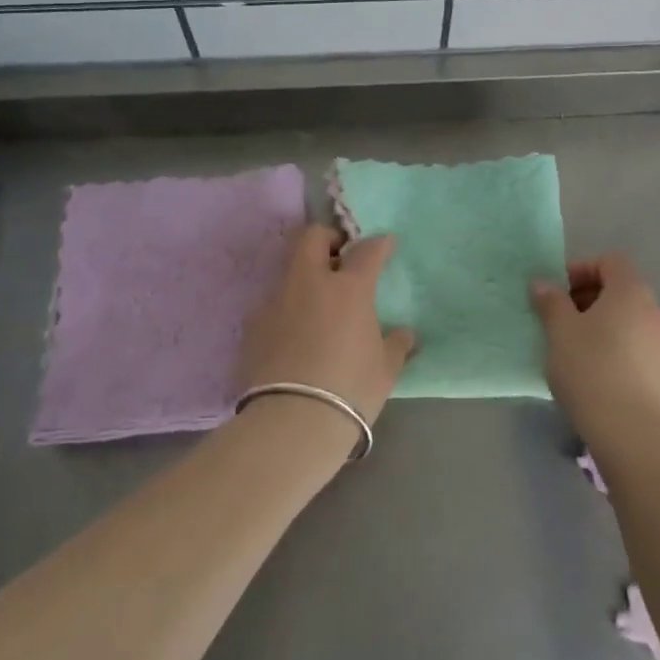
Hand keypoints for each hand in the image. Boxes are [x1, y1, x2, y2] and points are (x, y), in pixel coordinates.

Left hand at [241, 225, 416, 436]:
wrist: (291, 422)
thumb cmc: (350, 390)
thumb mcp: (385, 370)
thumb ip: (396, 345)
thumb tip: (406, 334)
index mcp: (348, 288)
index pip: (367, 250)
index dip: (379, 244)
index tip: (386, 244)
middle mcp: (310, 283)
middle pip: (313, 237)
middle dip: (329, 238)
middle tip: (340, 256)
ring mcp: (277, 300)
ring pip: (290, 269)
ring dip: (306, 275)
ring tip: (317, 302)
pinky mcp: (253, 324)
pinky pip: (274, 303)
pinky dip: (288, 308)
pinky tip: (295, 334)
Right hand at [531, 254, 659, 450]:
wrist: (632, 432)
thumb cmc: (591, 368)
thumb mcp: (560, 330)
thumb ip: (551, 301)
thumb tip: (543, 284)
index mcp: (632, 291)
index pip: (610, 262)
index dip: (581, 270)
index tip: (558, 293)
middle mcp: (656, 310)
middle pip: (621, 291)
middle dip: (589, 299)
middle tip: (561, 320)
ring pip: (630, 321)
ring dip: (603, 326)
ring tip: (575, 349)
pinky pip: (638, 347)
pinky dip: (617, 348)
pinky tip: (596, 373)